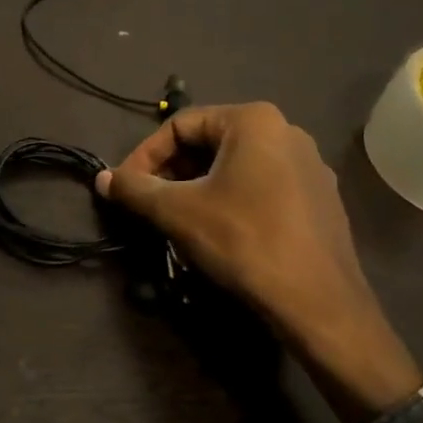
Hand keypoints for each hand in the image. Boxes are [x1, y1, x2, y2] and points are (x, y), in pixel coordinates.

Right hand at [96, 102, 421, 422]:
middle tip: (149, 205)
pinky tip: (220, 233)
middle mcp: (286, 131)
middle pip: (210, 143)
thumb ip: (135, 189)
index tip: (126, 188)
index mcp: (254, 120)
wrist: (317, 301)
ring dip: (199, 188)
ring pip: (236, 167)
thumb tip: (102, 178)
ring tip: (178, 221)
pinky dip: (231, 201)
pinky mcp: (320, 199)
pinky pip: (263, 187)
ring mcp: (310, 166)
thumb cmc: (243, 240)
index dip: (144, 155)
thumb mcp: (178, 211)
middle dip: (173, 173)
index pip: (180, 125)